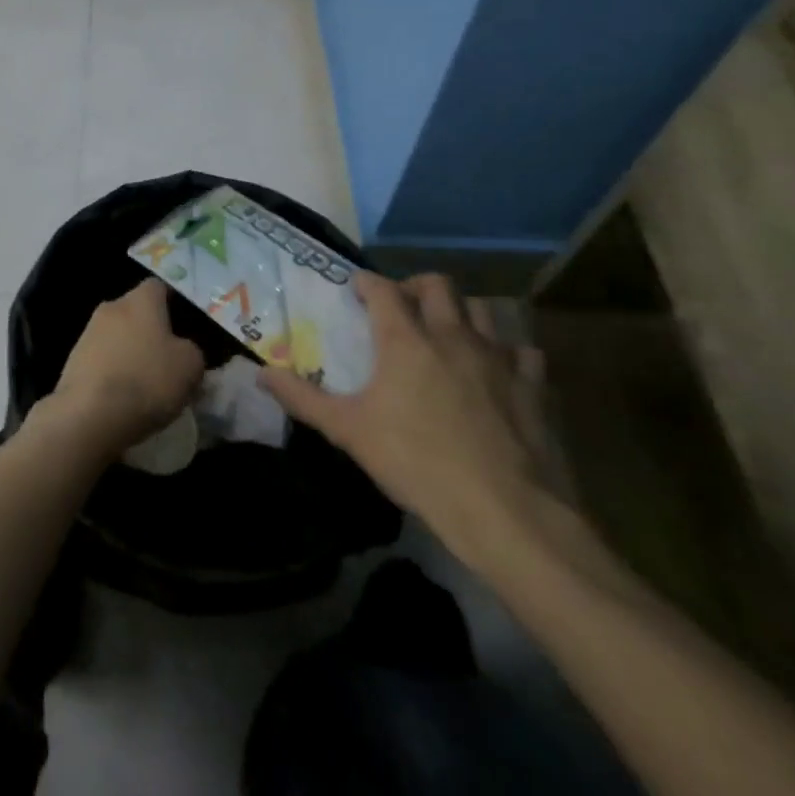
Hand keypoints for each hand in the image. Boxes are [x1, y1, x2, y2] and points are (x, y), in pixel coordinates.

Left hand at [48, 278, 206, 458]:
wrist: (90, 414)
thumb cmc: (147, 380)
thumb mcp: (190, 366)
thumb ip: (192, 350)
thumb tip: (183, 349)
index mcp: (140, 300)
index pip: (158, 287)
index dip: (173, 303)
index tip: (185, 326)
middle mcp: (111, 307)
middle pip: (136, 311)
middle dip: (151, 330)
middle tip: (169, 359)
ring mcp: (88, 331)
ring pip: (118, 335)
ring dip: (131, 351)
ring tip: (146, 383)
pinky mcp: (74, 358)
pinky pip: (102, 357)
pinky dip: (113, 370)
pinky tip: (123, 395)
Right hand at [260, 272, 552, 565]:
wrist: (507, 513)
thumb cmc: (417, 463)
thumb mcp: (347, 431)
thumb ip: (302, 398)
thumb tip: (260, 372)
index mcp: (405, 340)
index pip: (382, 289)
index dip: (366, 282)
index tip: (355, 288)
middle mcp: (452, 336)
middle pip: (438, 285)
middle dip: (415, 287)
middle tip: (401, 307)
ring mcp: (499, 359)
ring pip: (483, 309)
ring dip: (462, 311)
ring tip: (447, 332)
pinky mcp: (534, 387)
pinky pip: (522, 352)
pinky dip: (506, 352)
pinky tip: (496, 371)